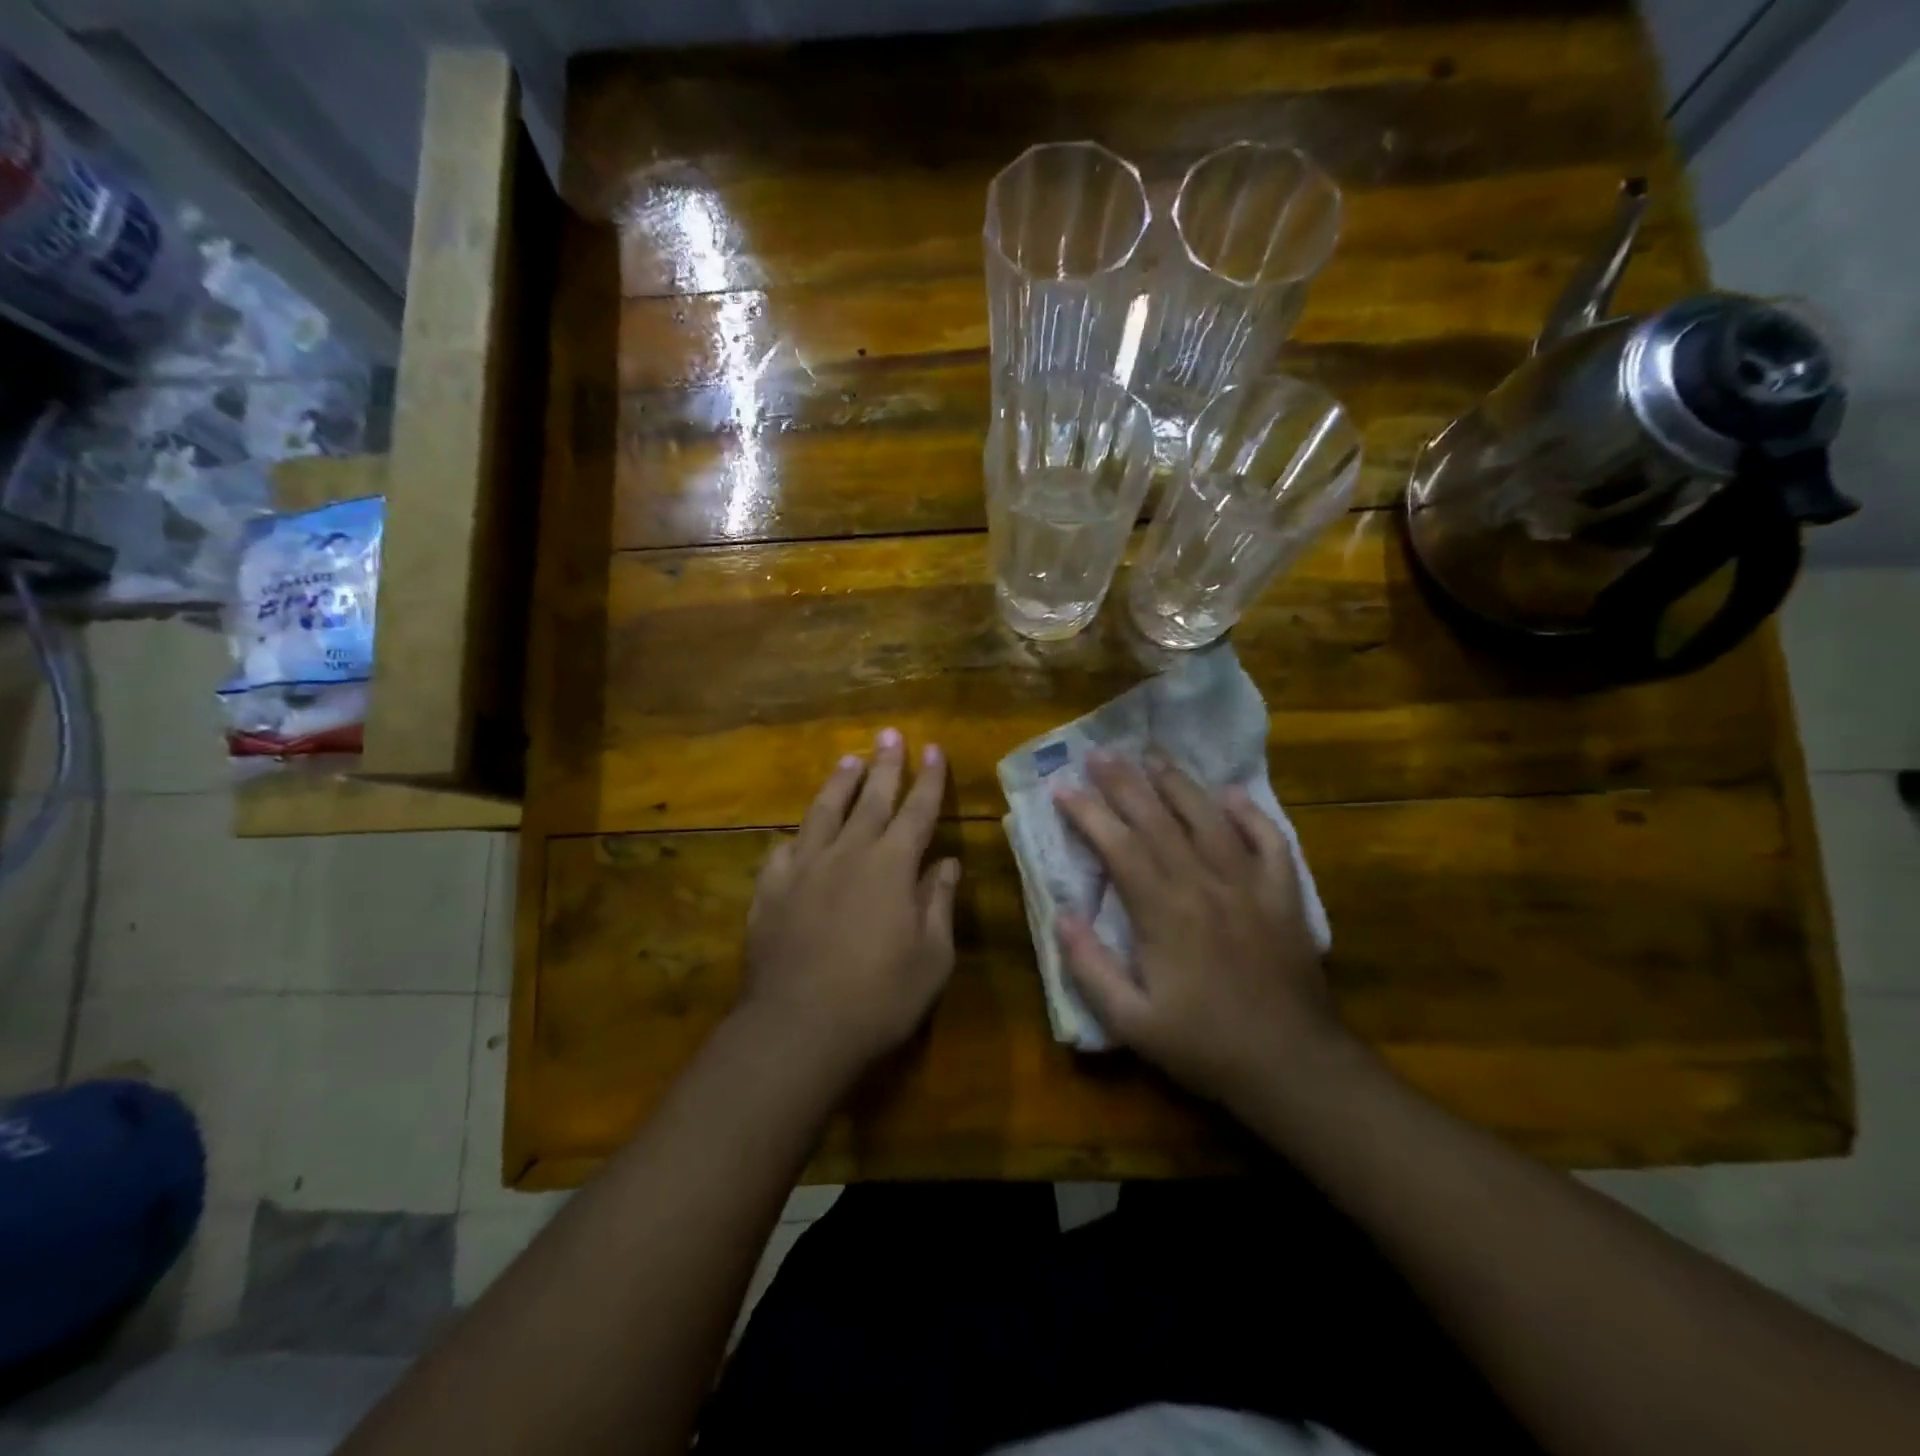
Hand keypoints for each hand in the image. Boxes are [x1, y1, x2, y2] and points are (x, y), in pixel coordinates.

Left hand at [739, 728, 960, 1081]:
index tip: (933, 749)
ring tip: (849, 759)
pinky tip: (797, 833)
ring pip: (824, 812)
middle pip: (871, 799)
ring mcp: (804, 869)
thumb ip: (939, 904)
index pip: (917, 811)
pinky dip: (796, 837)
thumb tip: (949, 864)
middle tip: (890, 734)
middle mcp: (848, 854)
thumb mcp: (932, 958)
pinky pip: (784, 851)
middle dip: (885, 765)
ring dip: (839, 784)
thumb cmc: (879, 998)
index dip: (928, 779)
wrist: (798, 1027)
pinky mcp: (771, 891)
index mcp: (892, 866)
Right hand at [1054, 751, 1341, 1105]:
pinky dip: (1250, 813)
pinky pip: (1269, 840)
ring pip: (1208, 819)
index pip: (1118, 846)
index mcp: (1163, 912)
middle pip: (1158, 820)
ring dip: (1178, 783)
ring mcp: (1249, 885)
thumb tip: (1062, 915)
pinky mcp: (1284, 895)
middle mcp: (1204, 884)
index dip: (1088, 813)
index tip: (1063, 788)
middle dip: (1125, 783)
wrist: (1292, 1066)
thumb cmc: (1203, 1045)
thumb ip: (1090, 967)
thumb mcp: (1131, 1022)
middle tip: (1101, 752)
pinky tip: (1231, 794)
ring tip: (1153, 755)